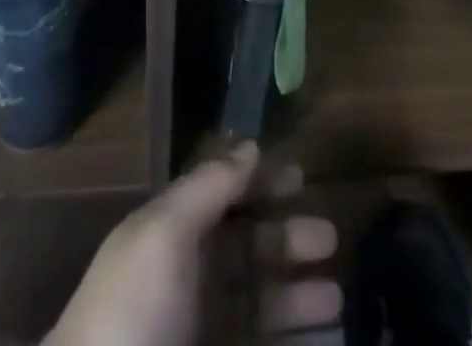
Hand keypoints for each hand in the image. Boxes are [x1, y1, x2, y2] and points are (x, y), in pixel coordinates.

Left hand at [47, 143, 340, 345]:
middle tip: (330, 237)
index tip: (302, 176)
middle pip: (247, 249)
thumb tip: (251, 144)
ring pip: (260, 304)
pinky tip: (322, 339)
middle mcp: (190, 278)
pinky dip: (292, 343)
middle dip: (288, 240)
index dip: (259, 182)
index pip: (223, 196)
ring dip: (298, 298)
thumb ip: (209, 185)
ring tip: (337, 300)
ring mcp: (202, 331)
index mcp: (173, 234)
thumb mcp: (164, 232)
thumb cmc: (134, 311)